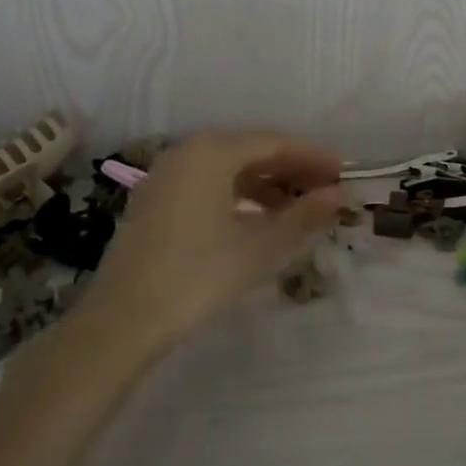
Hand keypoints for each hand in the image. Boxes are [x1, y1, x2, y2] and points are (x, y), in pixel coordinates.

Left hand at [79, 131, 343, 352]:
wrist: (122, 322)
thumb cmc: (198, 276)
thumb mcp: (259, 247)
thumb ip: (303, 216)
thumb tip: (338, 196)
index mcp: (213, 151)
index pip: (275, 143)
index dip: (312, 158)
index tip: (344, 174)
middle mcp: (188, 151)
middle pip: (251, 150)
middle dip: (291, 170)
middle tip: (326, 191)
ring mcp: (167, 175)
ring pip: (229, 168)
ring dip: (267, 184)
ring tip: (299, 208)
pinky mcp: (156, 200)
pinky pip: (209, 183)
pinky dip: (239, 195)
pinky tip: (258, 219)